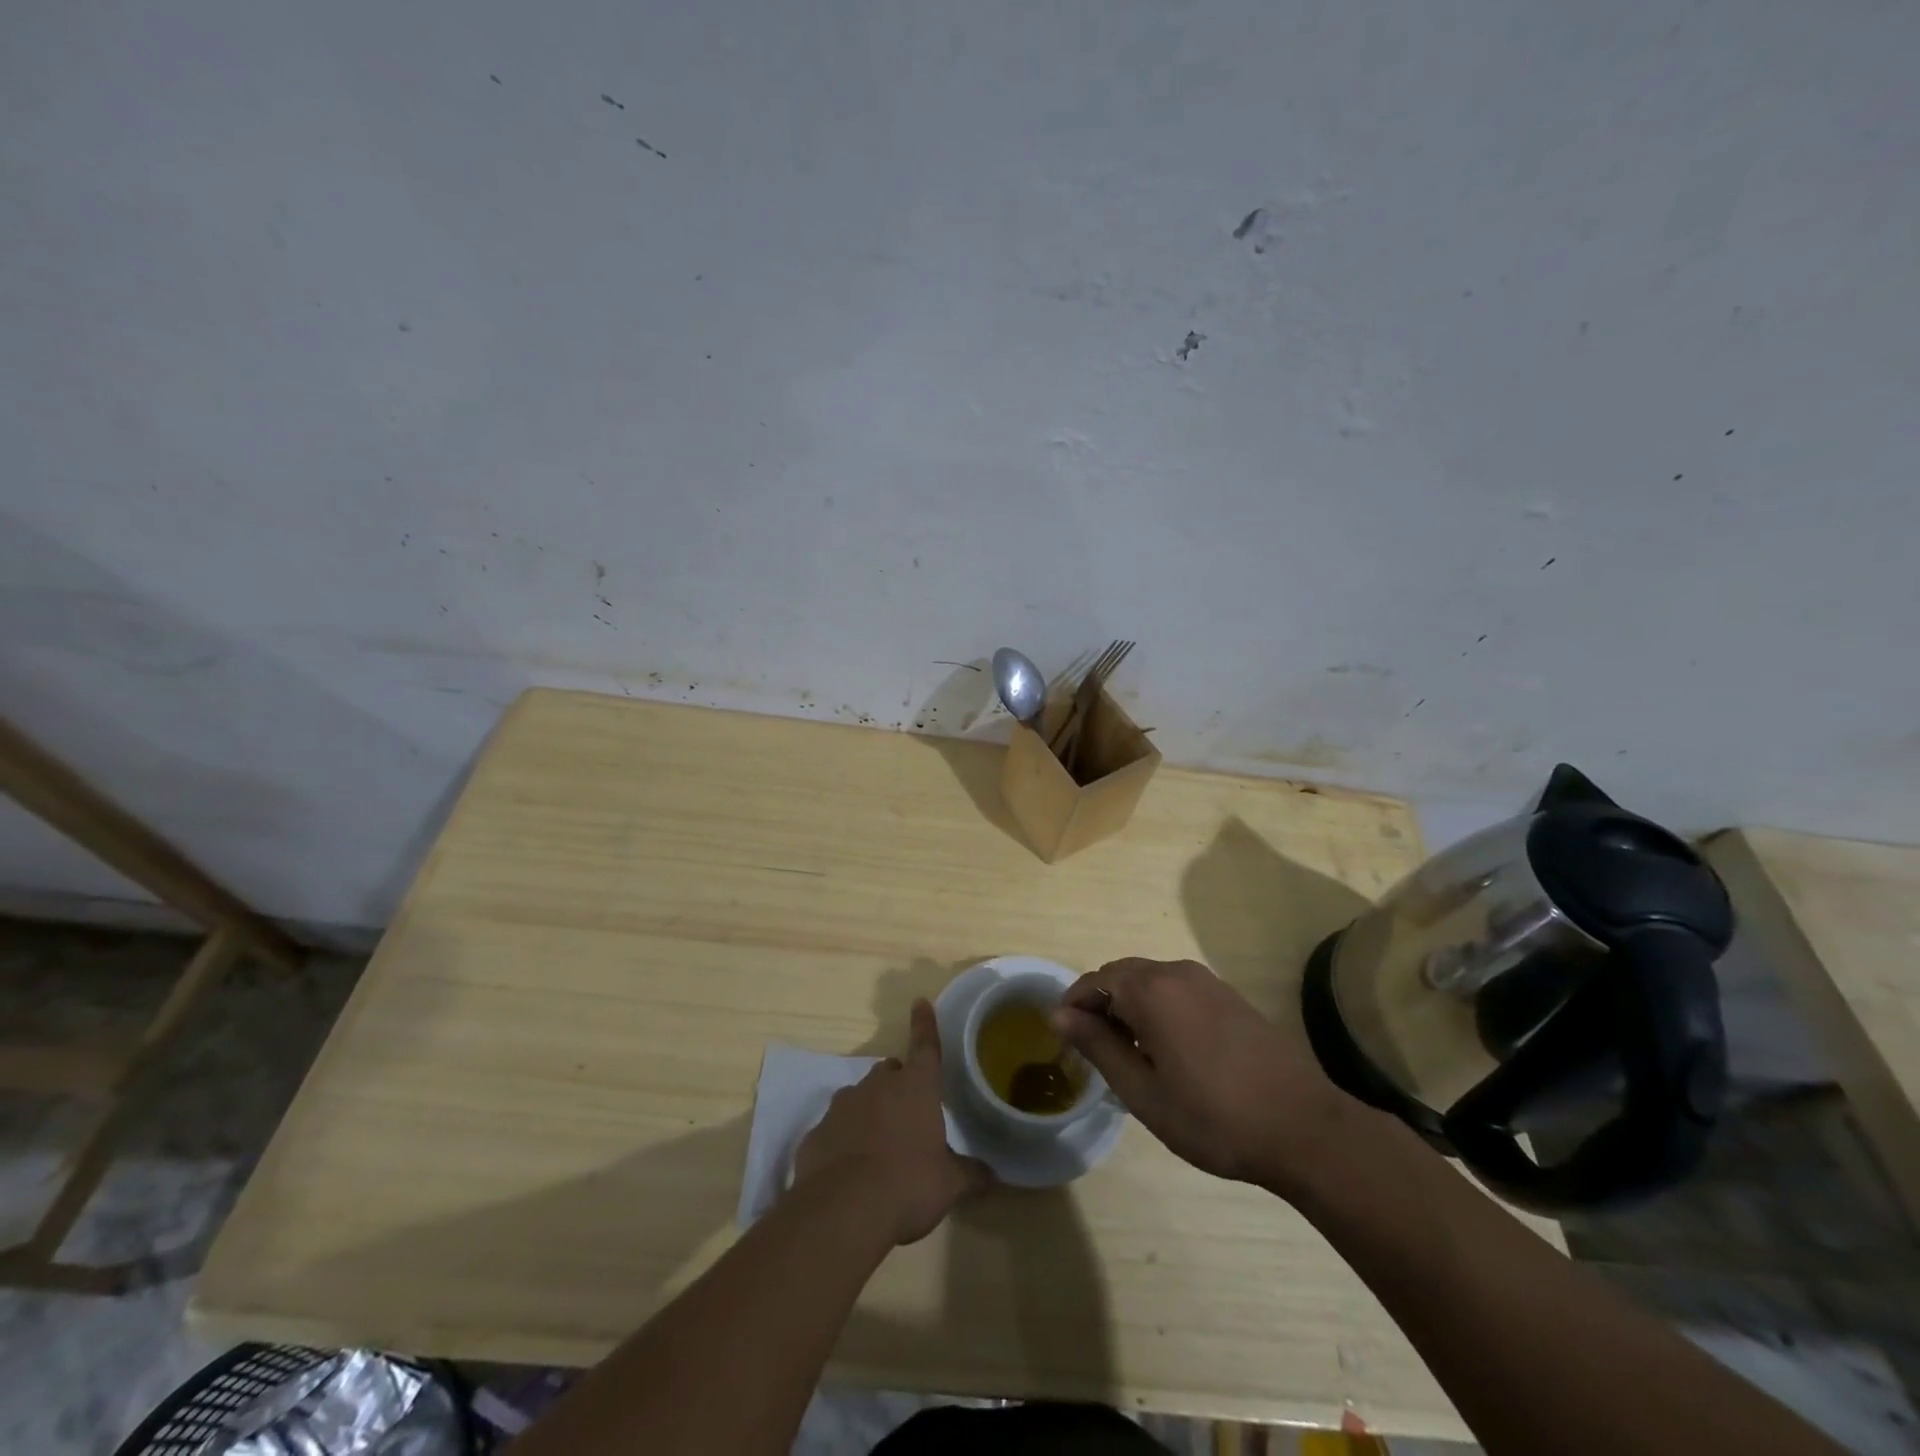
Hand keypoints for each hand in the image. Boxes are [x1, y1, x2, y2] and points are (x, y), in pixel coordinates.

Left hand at [793, 999, 992, 1243]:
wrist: (842, 1211)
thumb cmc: (907, 1185)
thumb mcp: (949, 1185)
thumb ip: (971, 1174)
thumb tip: (994, 1176)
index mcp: (915, 1087)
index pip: (925, 1046)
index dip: (925, 1024)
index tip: (920, 1002)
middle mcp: (877, 1086)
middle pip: (890, 1072)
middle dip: (899, 1085)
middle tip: (909, 1113)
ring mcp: (842, 1106)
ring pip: (860, 1096)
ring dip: (870, 1111)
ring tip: (879, 1145)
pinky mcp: (816, 1132)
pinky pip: (835, 1128)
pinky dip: (843, 1140)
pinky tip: (848, 1170)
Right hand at [1053, 957, 1357, 1192]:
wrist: (1304, 1128)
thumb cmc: (1214, 1117)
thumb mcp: (1143, 1092)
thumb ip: (1098, 1046)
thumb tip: (1060, 1015)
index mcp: (1151, 990)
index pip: (1095, 980)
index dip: (1074, 1005)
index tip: (1065, 1038)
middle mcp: (1176, 972)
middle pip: (1122, 974)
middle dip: (1101, 1004)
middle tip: (1095, 1049)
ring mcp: (1207, 981)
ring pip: (1150, 980)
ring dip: (1130, 1005)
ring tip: (1130, 1053)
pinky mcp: (1229, 996)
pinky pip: (1177, 988)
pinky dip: (1159, 1007)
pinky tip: (1168, 1048)